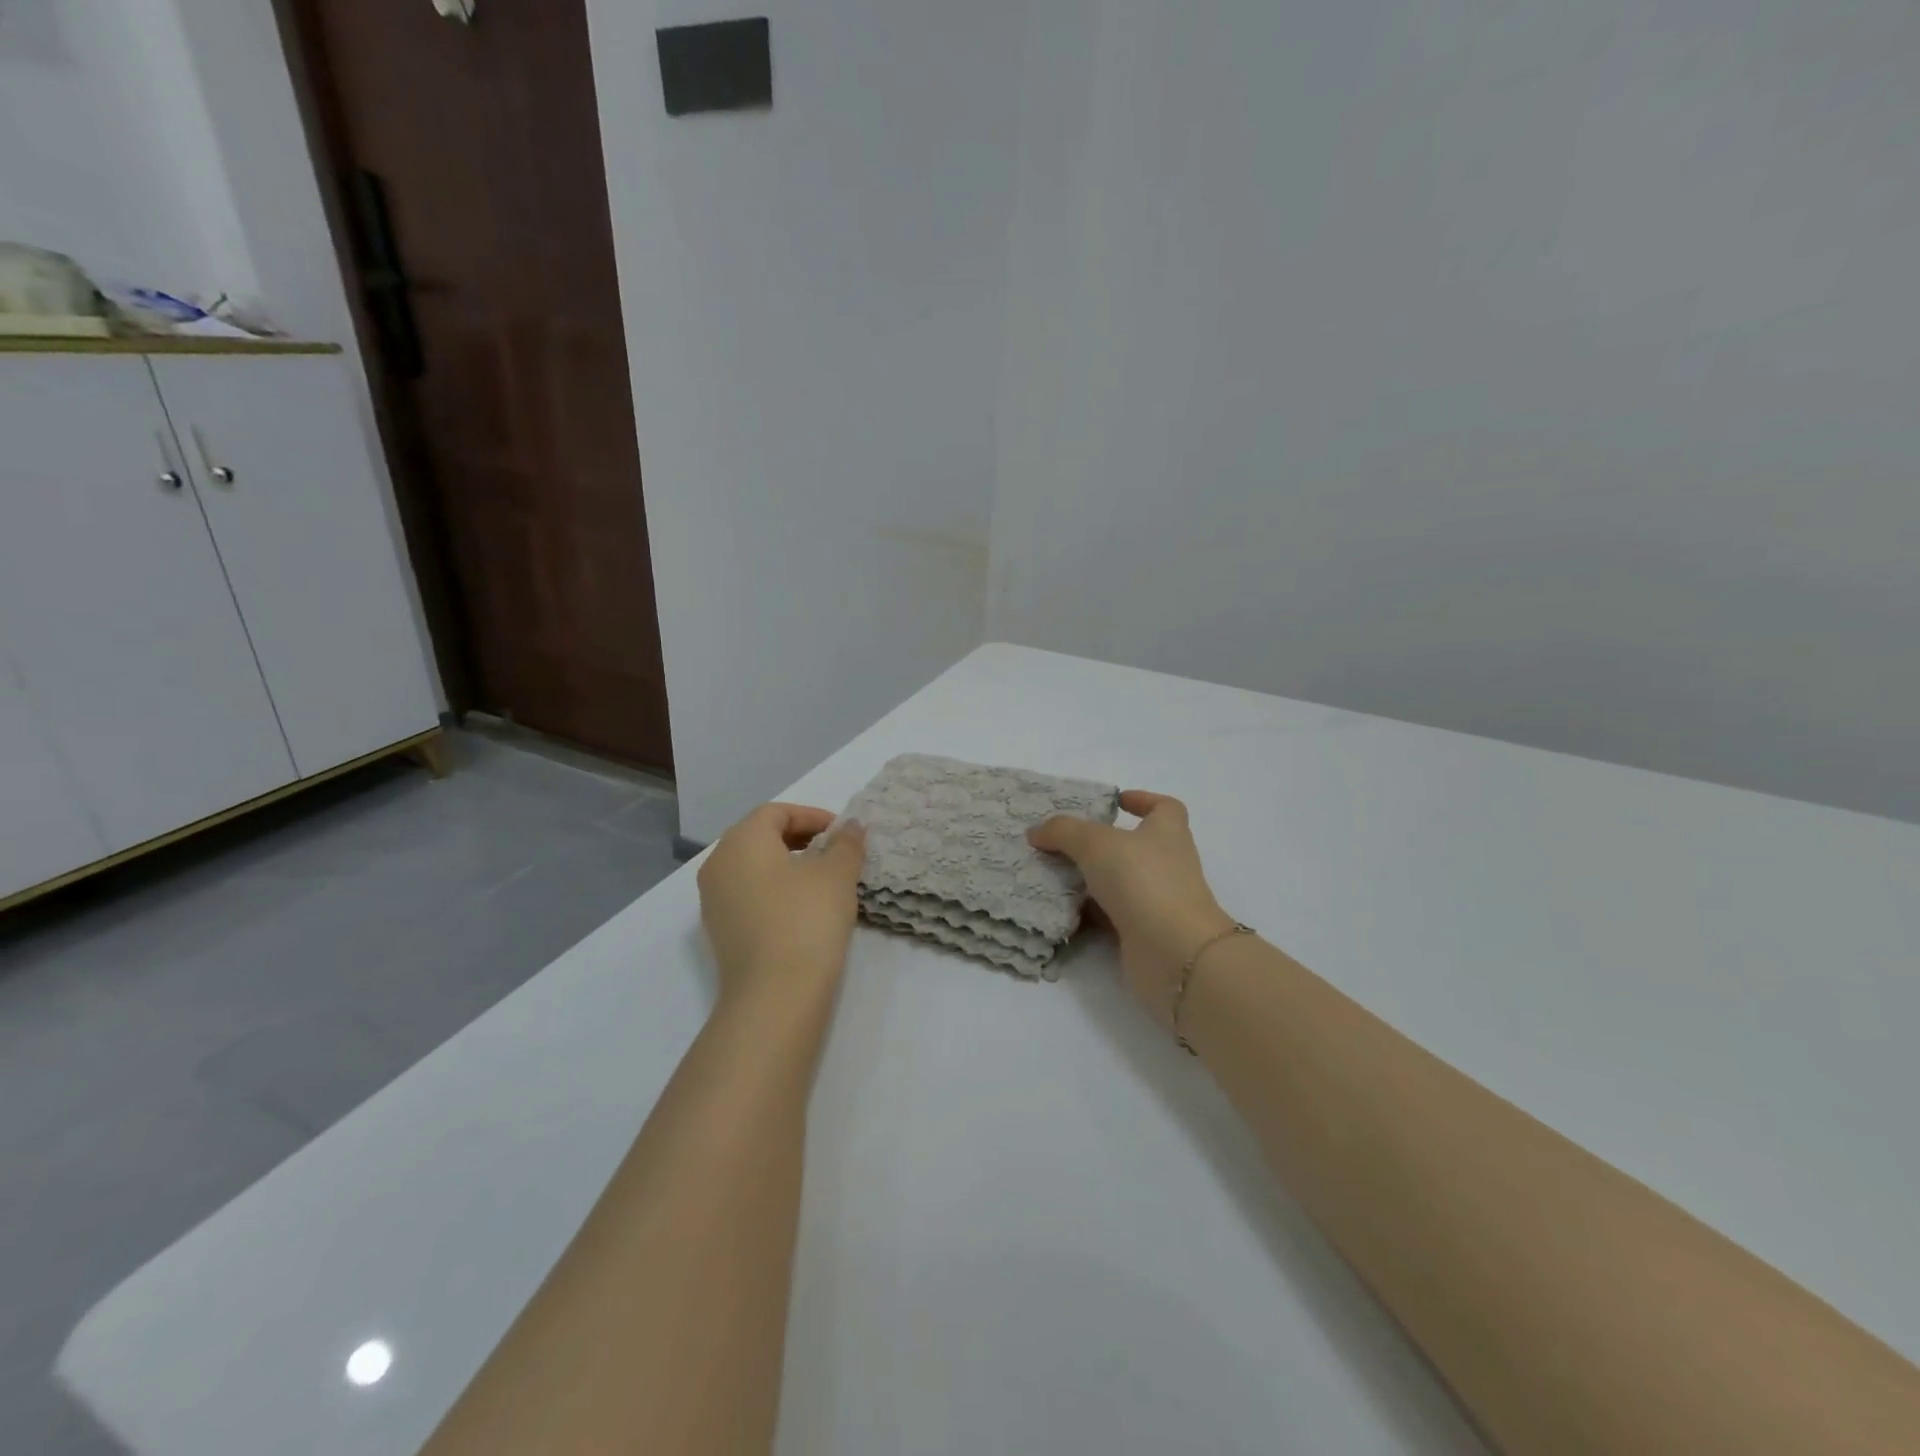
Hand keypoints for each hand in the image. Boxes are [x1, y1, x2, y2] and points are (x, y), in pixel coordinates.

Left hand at [697, 804, 866, 1006]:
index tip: (843, 833)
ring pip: (754, 868)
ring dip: (789, 866)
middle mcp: (718, 865)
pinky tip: (805, 910)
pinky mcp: (721, 932)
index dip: (812, 816)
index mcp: (741, 841)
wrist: (774, 996)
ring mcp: (714, 901)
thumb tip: (851, 827)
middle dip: (801, 839)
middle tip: (836, 852)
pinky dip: (776, 891)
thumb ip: (846, 843)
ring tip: (825, 882)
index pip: (776, 812)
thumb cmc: (806, 920)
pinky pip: (749, 896)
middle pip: (760, 837)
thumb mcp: (837, 874)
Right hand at [1029, 791, 1235, 1027]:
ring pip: (1120, 883)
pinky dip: (1089, 913)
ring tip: (1052, 873)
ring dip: (1090, 880)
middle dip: (1101, 844)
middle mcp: (1168, 864)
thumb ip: (1063, 831)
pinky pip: (1111, 916)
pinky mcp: (1144, 933)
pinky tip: (1060, 910)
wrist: (1173, 952)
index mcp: (1167, 832)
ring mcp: (1158, 901)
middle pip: (1135, 846)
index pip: (1164, 807)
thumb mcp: (1095, 843)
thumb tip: (1037, 831)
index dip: (1142, 800)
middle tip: (1064, 841)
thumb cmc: (1143, 880)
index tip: (1115, 802)